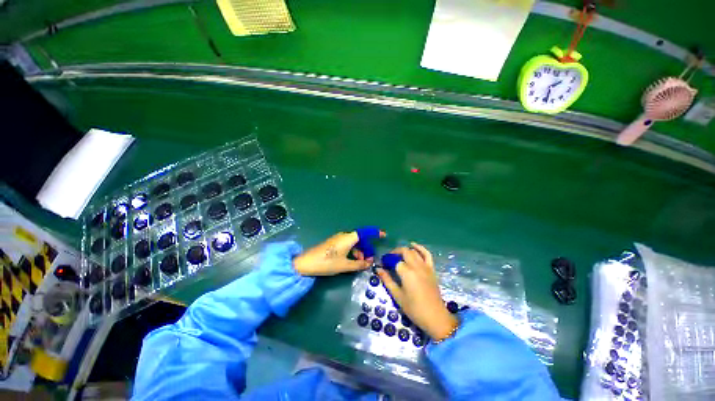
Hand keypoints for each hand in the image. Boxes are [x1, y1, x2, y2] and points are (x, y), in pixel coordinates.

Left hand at [294, 230, 385, 275]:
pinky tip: (352, 261)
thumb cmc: (328, 262)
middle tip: (369, 260)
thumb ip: (359, 264)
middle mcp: (344, 235)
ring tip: (360, 263)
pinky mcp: (333, 243)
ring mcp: (338, 239)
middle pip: (360, 238)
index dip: (375, 233)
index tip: (383, 235)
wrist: (307, 263)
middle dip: (366, 248)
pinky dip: (353, 251)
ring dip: (359, 251)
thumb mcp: (345, 265)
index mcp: (349, 238)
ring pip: (353, 242)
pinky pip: (347, 244)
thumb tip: (370, 263)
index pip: (365, 232)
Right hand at [377, 243, 457, 339]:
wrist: (435, 317)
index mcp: (407, 273)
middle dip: (395, 253)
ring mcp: (425, 266)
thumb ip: (387, 280)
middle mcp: (416, 266)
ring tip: (398, 255)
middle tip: (389, 259)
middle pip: (404, 252)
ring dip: (405, 250)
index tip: (383, 265)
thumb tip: (378, 269)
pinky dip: (420, 248)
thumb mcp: (397, 295)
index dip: (388, 262)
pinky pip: (427, 254)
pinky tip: (413, 245)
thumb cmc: (414, 308)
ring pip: (414, 252)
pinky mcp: (432, 269)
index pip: (395, 261)